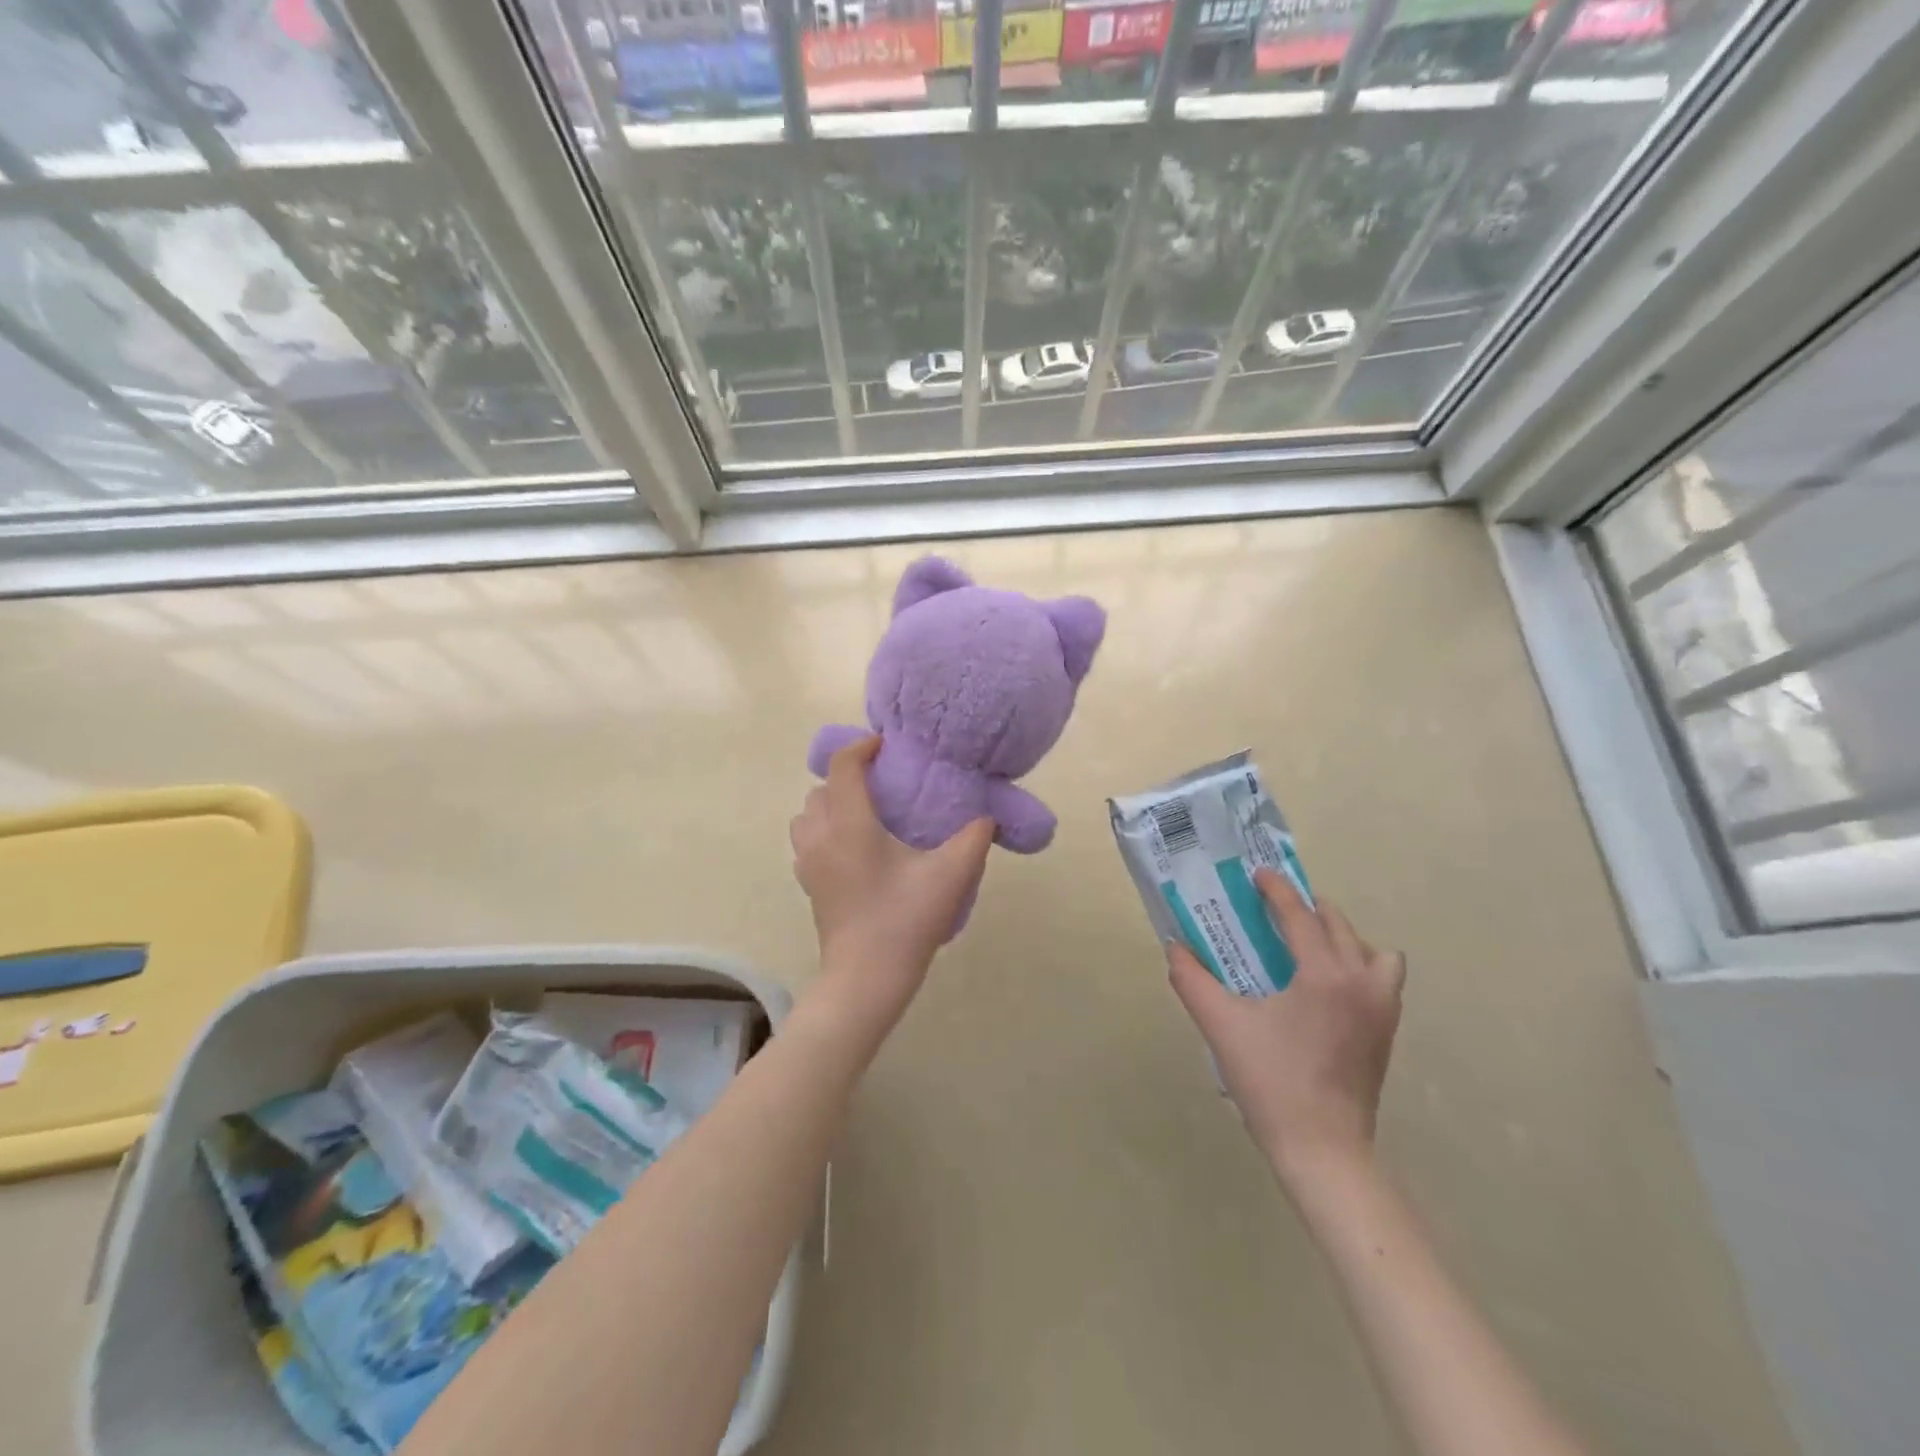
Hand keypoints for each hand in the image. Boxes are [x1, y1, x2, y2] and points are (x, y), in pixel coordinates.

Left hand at [790, 735, 993, 998]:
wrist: (866, 977)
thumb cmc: (905, 920)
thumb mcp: (950, 876)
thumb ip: (974, 838)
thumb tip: (988, 817)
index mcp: (850, 825)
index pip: (844, 767)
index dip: (862, 748)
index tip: (886, 747)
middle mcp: (821, 836)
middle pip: (821, 788)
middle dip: (847, 777)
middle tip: (882, 783)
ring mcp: (808, 862)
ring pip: (807, 814)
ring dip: (830, 803)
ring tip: (864, 813)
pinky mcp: (808, 884)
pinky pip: (806, 840)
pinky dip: (823, 830)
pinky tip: (853, 848)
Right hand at [1167, 869, 1405, 1193]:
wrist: (1322, 1150)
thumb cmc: (1271, 1081)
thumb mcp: (1222, 1025)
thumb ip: (1192, 980)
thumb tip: (1174, 947)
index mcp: (1325, 975)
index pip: (1301, 917)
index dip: (1277, 891)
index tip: (1258, 874)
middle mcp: (1362, 983)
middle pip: (1340, 926)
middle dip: (1308, 908)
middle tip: (1275, 908)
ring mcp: (1381, 1010)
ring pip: (1373, 952)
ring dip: (1343, 937)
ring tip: (1308, 945)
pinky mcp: (1385, 1034)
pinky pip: (1382, 979)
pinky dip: (1359, 966)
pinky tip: (1325, 985)